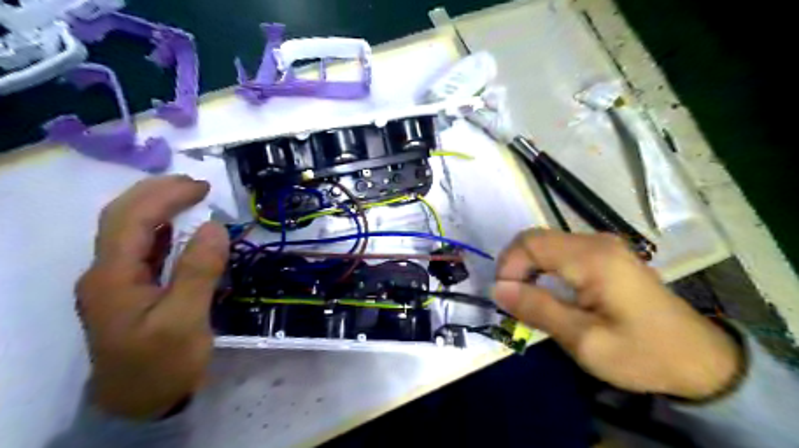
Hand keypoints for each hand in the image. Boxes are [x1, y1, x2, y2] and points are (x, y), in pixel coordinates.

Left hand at [75, 176, 228, 419]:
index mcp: (112, 277)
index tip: (203, 187)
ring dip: (156, 206)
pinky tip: (178, 227)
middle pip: (121, 217)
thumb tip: (214, 226)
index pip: (133, 220)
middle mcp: (105, 273)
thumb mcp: (185, 321)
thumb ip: (198, 271)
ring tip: (188, 196)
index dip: (166, 196)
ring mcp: (114, 281)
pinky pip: (140, 248)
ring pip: (127, 230)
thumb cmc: (163, 363)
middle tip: (196, 184)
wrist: (140, 403)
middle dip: (156, 193)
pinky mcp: (129, 290)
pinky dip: (160, 228)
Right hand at [495, 231, 743, 398]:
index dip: (508, 266)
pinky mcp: (607, 256)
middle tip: (513, 300)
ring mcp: (604, 246)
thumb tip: (496, 288)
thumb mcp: (584, 340)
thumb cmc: (642, 353)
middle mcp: (596, 241)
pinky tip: (549, 292)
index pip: (529, 243)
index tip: (505, 298)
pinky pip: (562, 252)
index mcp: (591, 258)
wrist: (701, 361)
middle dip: (516, 266)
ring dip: (529, 268)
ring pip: (547, 244)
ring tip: (529, 299)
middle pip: (536, 239)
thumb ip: (538, 309)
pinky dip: (545, 268)